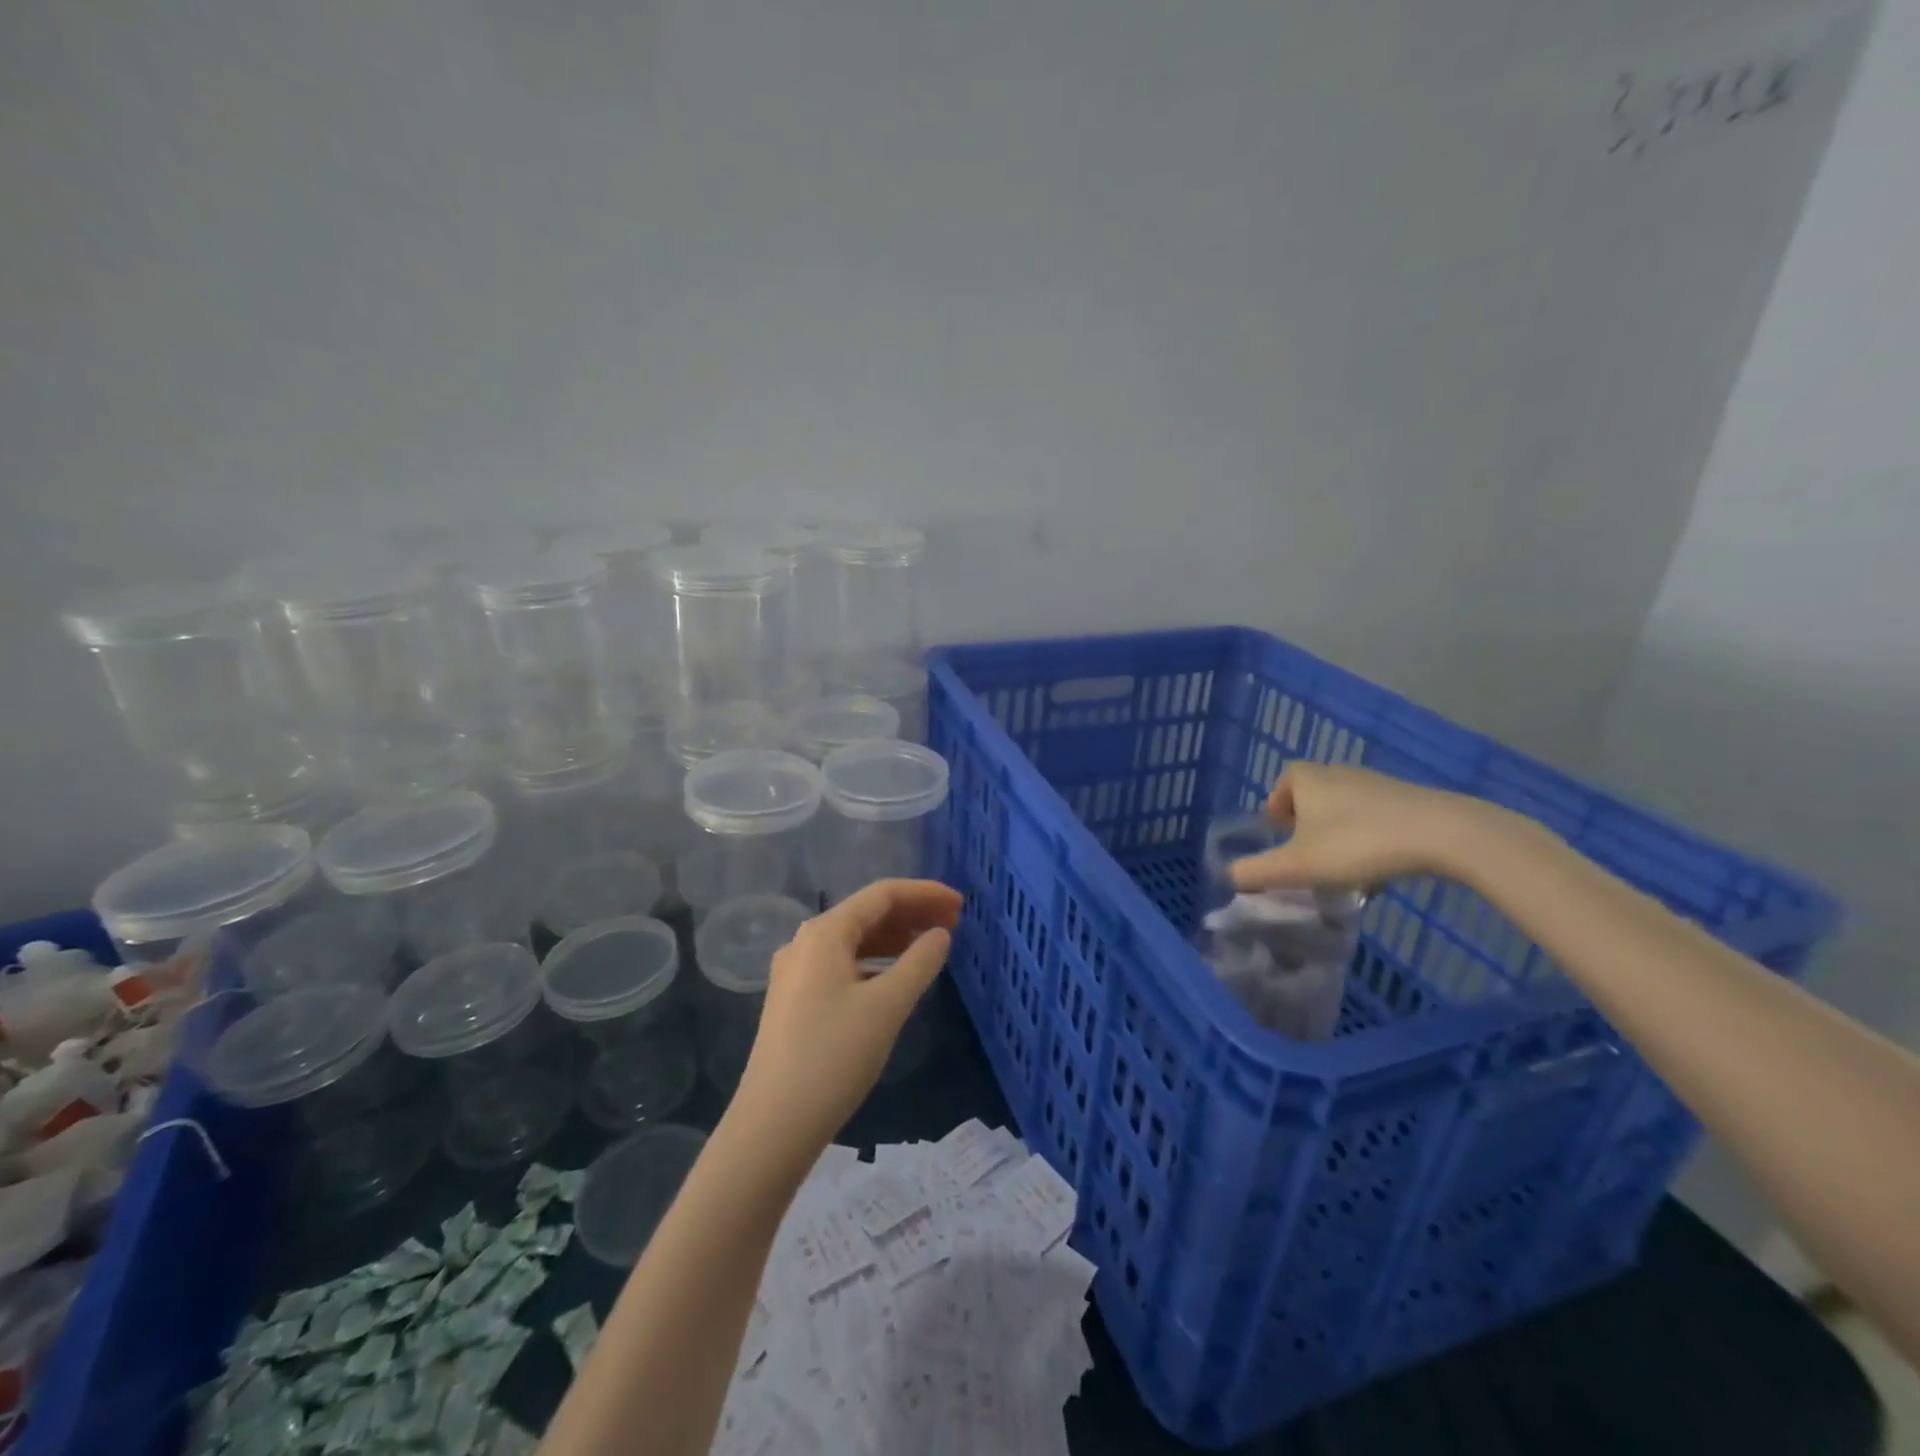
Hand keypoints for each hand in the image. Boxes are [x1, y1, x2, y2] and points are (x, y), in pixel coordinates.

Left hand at [733, 879, 961, 1165]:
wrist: (774, 1123)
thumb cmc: (834, 1056)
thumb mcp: (887, 1006)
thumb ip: (919, 963)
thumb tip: (940, 935)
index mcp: (825, 932)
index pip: (882, 894)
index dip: (924, 893)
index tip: (960, 904)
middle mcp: (806, 942)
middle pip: (867, 913)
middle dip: (912, 914)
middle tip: (954, 923)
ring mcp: (797, 972)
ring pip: (855, 940)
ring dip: (894, 938)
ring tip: (931, 947)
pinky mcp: (796, 999)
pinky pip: (843, 964)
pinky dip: (875, 962)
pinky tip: (895, 978)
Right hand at [1228, 763, 1507, 891]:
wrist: (1443, 834)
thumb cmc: (1358, 844)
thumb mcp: (1298, 865)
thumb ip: (1257, 872)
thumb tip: (1229, 876)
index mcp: (1308, 779)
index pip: (1284, 782)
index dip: (1277, 806)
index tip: (1280, 834)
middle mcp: (1339, 772)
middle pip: (1314, 794)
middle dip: (1308, 823)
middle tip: (1308, 855)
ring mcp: (1378, 783)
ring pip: (1346, 808)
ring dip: (1339, 834)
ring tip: (1344, 869)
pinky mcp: (1410, 799)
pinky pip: (1377, 817)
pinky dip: (1370, 838)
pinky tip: (1380, 869)